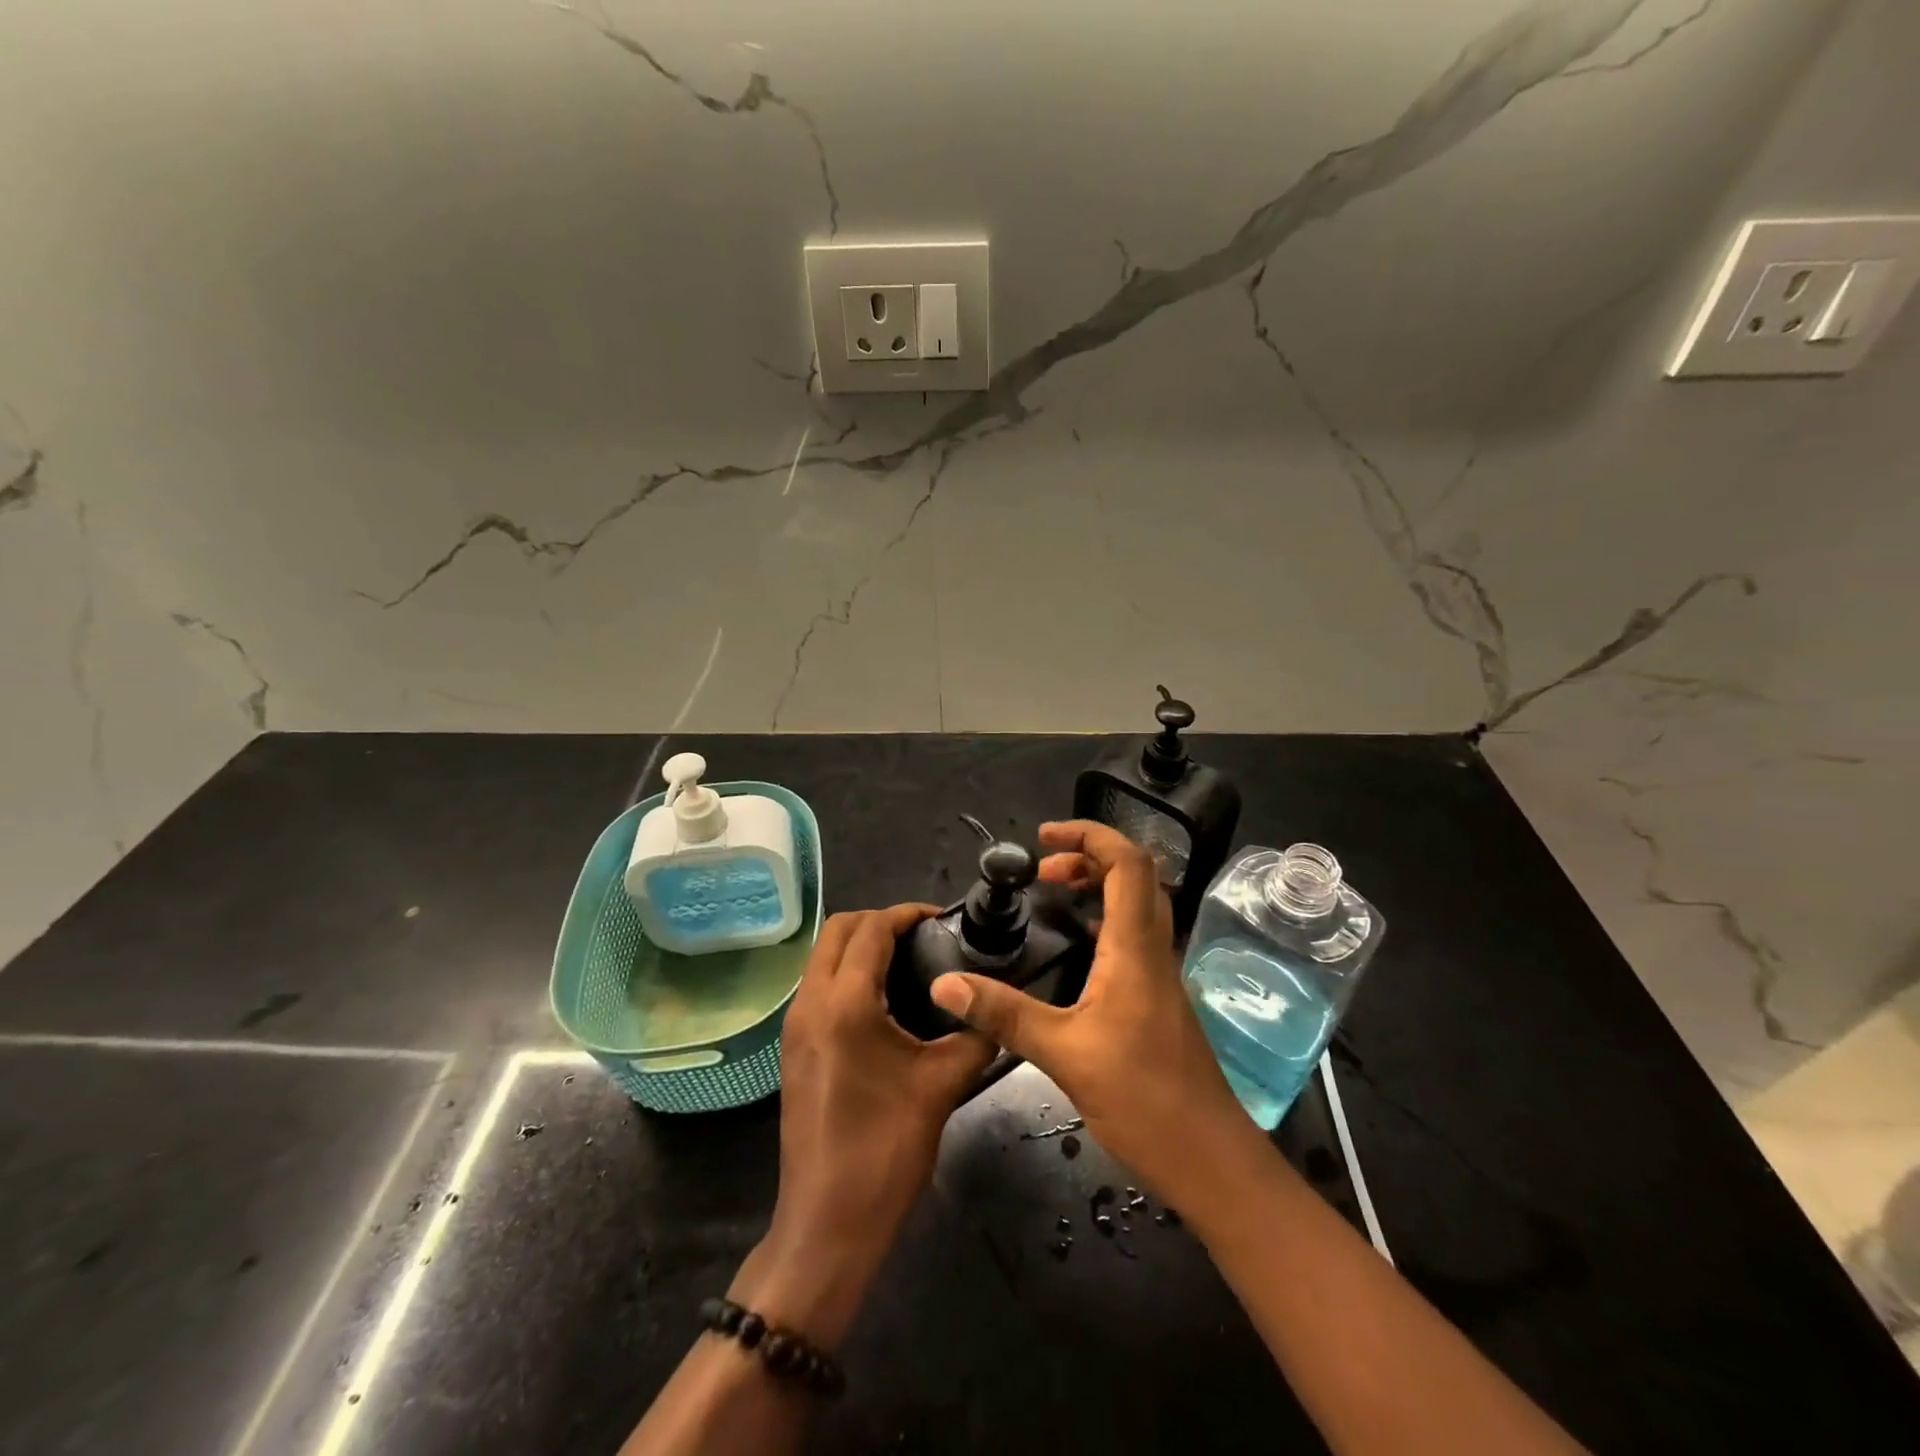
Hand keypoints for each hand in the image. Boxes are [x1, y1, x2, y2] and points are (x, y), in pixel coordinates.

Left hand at [736, 905, 994, 1345]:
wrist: (827, 1222)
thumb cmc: (885, 1150)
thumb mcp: (941, 1086)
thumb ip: (975, 1036)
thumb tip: (996, 1010)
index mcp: (845, 1003)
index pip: (872, 929)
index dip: (908, 914)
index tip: (943, 919)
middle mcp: (811, 1002)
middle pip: (838, 930)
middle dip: (879, 921)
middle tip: (923, 937)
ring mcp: (795, 1025)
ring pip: (822, 956)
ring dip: (859, 945)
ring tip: (908, 962)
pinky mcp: (793, 1047)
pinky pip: (818, 985)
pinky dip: (846, 973)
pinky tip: (883, 1000)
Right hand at [927, 820, 1261, 1206]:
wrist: (1211, 1159)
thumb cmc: (1144, 1099)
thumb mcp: (1064, 1054)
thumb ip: (1004, 1015)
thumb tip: (945, 983)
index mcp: (1136, 948)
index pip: (1127, 864)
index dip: (1090, 836)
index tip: (1045, 837)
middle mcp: (1155, 950)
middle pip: (1136, 876)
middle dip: (1089, 857)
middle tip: (1043, 871)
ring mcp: (1162, 975)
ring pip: (1138, 906)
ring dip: (1099, 887)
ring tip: (1053, 896)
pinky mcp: (1160, 1000)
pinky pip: (1134, 937)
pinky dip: (1104, 921)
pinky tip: (1076, 950)